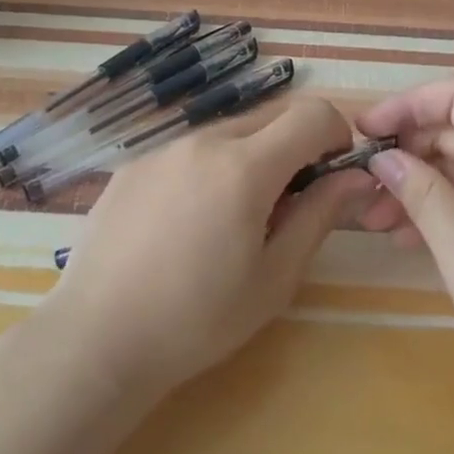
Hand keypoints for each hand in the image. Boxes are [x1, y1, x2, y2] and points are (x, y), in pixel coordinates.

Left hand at [41, 96, 372, 398]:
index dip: (335, 135)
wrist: (96, 340)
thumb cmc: (198, 319)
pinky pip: (188, 150)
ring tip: (232, 220)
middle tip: (286, 205)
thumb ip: (320, 216)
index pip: (311, 114)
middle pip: (271, 115)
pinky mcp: (132, 166)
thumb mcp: (275, 277)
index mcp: (245, 166)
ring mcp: (162, 150)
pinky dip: (209, 169)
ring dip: (251, 157)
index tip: (331, 175)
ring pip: (228, 132)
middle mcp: (203, 141)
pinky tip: (186, 225)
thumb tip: (357, 178)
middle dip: (295, 145)